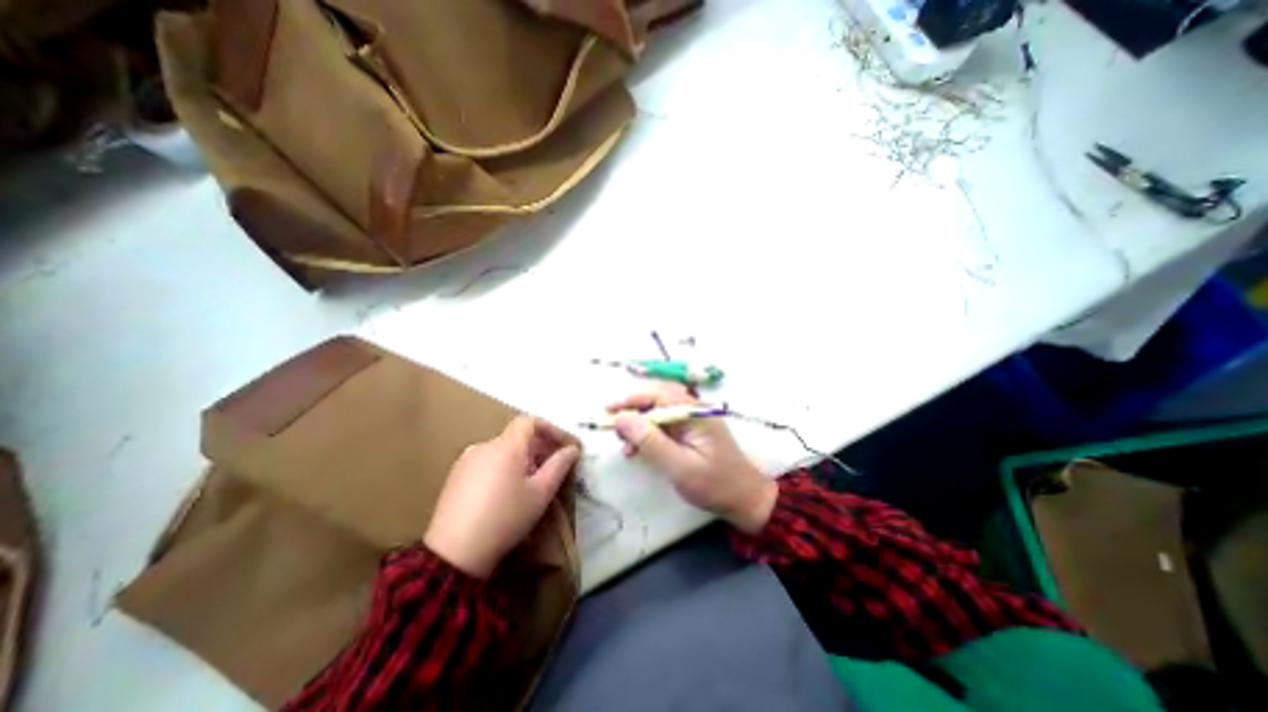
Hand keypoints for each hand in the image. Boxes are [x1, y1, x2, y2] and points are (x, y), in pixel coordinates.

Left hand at [425, 418, 583, 578]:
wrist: (454, 554)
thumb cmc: (506, 518)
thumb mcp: (540, 493)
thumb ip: (559, 466)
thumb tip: (572, 449)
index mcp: (506, 446)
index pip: (530, 421)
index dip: (550, 429)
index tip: (563, 446)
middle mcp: (484, 446)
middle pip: (516, 436)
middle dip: (538, 447)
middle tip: (552, 468)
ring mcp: (465, 461)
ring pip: (502, 450)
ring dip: (521, 459)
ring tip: (530, 484)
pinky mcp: (455, 477)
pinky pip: (486, 462)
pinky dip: (502, 468)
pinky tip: (505, 494)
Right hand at [613, 385, 779, 533]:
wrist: (745, 499)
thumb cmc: (715, 485)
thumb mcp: (679, 467)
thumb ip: (650, 442)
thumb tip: (622, 419)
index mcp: (695, 413)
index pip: (658, 394)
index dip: (631, 400)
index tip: (608, 411)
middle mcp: (694, 410)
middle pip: (657, 399)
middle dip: (633, 411)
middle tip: (614, 430)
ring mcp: (693, 419)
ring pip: (659, 411)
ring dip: (639, 424)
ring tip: (626, 446)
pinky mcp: (691, 431)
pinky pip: (665, 425)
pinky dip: (649, 434)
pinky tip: (639, 449)